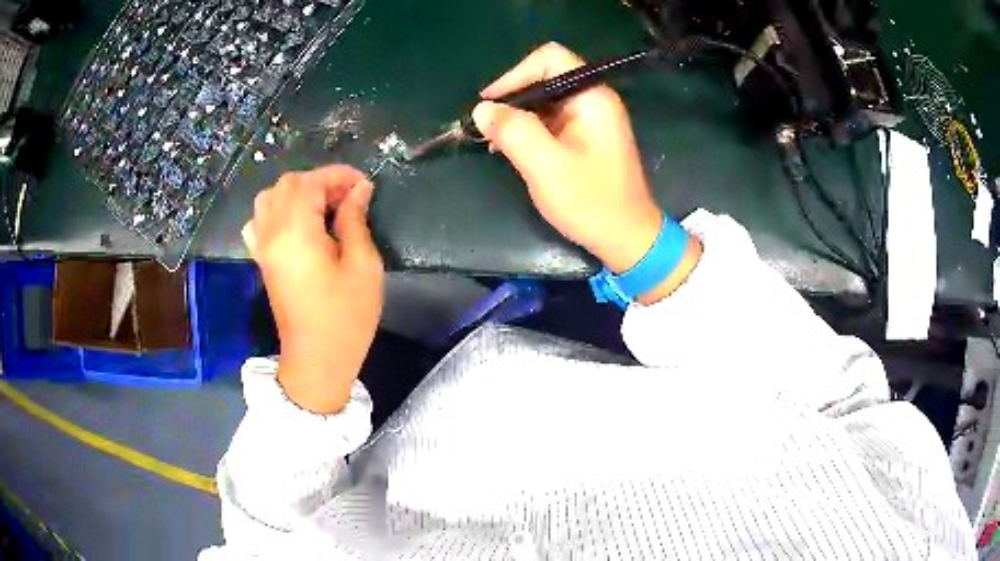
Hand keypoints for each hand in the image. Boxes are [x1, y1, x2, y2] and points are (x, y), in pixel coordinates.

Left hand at [243, 165, 382, 413]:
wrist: (316, 359)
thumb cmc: (346, 316)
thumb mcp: (362, 265)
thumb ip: (355, 220)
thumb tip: (358, 190)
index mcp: (296, 231)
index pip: (311, 182)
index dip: (338, 175)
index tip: (364, 184)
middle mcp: (271, 232)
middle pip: (288, 184)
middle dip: (319, 181)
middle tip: (347, 198)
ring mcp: (262, 246)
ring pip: (269, 197)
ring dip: (297, 193)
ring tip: (323, 208)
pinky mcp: (261, 259)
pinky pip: (259, 220)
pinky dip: (277, 211)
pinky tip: (295, 224)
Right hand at [472, 42, 662, 273]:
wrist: (627, 238)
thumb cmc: (592, 202)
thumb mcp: (547, 167)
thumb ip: (514, 132)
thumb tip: (482, 109)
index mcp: (591, 98)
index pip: (549, 58)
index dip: (515, 74)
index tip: (490, 104)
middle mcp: (593, 101)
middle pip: (545, 78)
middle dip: (512, 99)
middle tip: (487, 128)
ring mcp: (590, 120)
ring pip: (544, 101)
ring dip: (517, 117)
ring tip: (493, 142)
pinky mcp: (585, 138)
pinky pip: (550, 121)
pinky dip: (528, 131)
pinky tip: (510, 150)